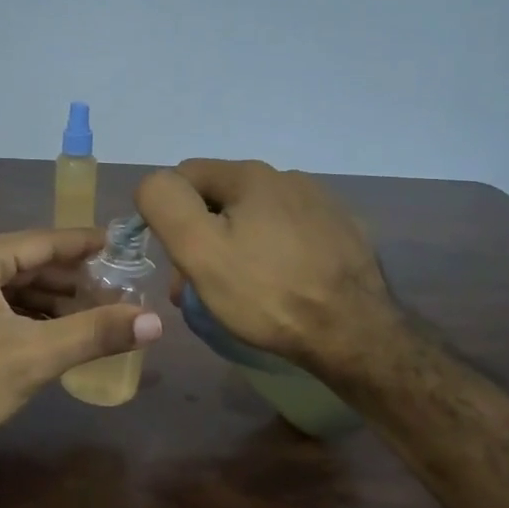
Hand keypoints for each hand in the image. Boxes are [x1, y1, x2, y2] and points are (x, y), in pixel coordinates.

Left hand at [0, 228, 163, 442]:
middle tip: (112, 290)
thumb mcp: (36, 354)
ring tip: (88, 314)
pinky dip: (19, 317)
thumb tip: (154, 322)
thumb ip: (95, 332)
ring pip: (4, 289)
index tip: (118, 244)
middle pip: (22, 264)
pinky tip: (47, 334)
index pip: (41, 241)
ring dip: (45, 302)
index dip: (83, 245)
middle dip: (68, 281)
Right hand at [135, 159, 396, 378]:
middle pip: (221, 199)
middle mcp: (288, 177)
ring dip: (236, 246)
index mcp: (250, 174)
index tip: (175, 261)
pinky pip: (289, 234)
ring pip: (256, 217)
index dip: (168, 215)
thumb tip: (153, 184)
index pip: (184, 176)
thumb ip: (165, 204)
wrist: (354, 333)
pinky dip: (273, 253)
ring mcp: (321, 203)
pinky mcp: (343, 232)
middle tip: (198, 286)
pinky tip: (280, 285)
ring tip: (239, 291)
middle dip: (202, 236)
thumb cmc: (267, 293)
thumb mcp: (199, 250)